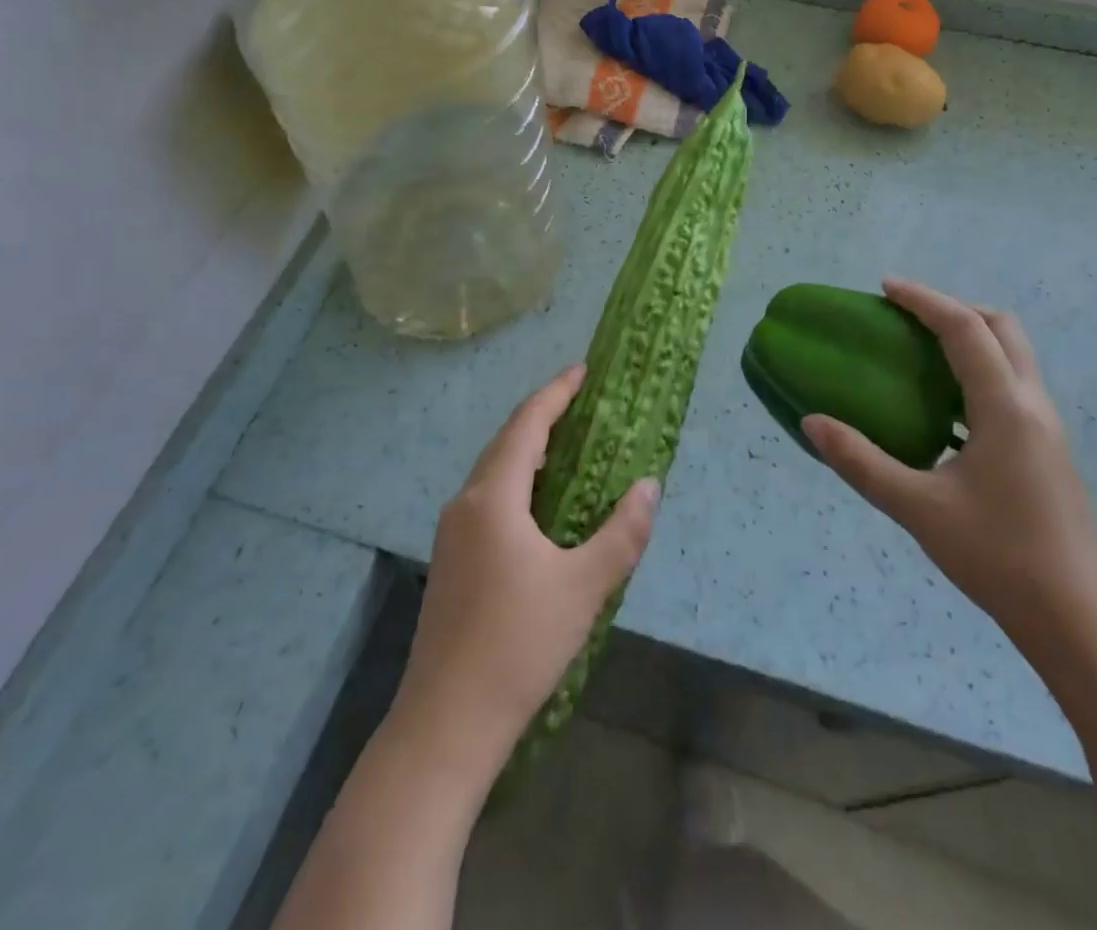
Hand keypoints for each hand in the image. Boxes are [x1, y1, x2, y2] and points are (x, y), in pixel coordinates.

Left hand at [390, 365, 659, 780]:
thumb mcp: (584, 586)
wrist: (445, 725)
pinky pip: (490, 500)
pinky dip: (520, 483)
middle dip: (544, 417)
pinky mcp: (452, 562)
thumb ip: (622, 532)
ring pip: (495, 473)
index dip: (556, 393)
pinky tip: (543, 506)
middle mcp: (466, 504)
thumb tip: (650, 485)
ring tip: (570, 446)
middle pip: (507, 442)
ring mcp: (453, 534)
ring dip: (530, 451)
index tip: (583, 371)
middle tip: (584, 403)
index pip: (527, 424)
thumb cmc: (518, 644)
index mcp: (493, 497)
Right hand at [803, 279, 1096, 645]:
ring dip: (970, 339)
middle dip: (954, 308)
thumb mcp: (917, 509)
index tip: (885, 287)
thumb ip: (860, 462)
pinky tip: (944, 410)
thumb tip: (811, 422)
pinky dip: (978, 372)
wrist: (1080, 620)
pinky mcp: (1048, 451)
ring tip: (920, 354)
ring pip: (1013, 356)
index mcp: (1005, 408)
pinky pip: (1012, 386)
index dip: (924, 300)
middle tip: (907, 317)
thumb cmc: (998, 558)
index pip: (965, 329)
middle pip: (1001, 328)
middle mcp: (1033, 406)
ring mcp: (1047, 429)